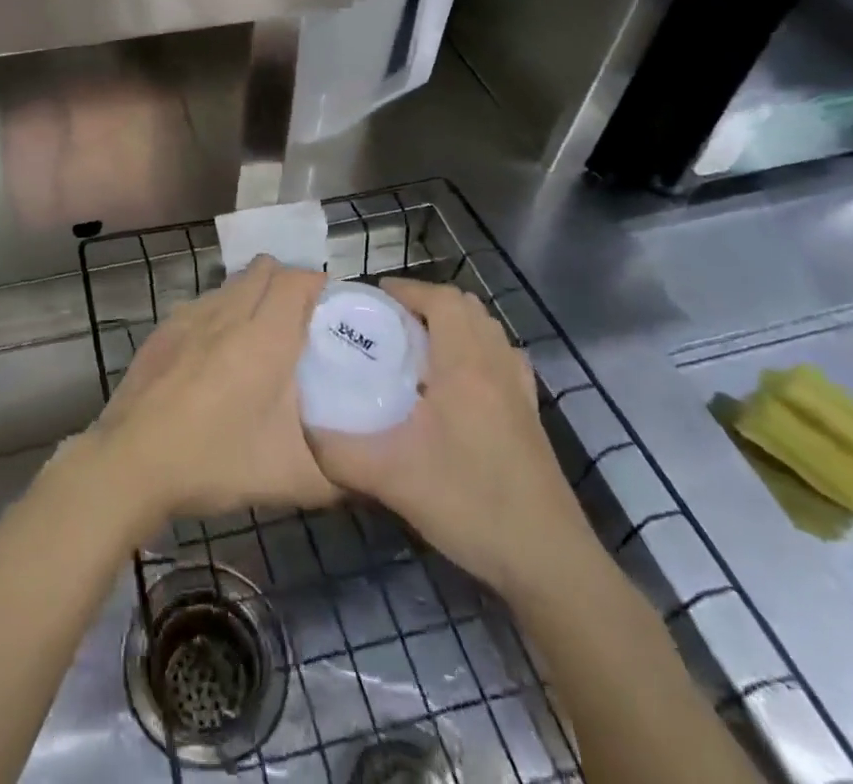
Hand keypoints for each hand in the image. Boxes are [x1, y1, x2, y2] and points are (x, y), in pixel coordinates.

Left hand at [91, 257, 339, 524]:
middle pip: (264, 269)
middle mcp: (227, 313)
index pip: (297, 279)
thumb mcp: (291, 479)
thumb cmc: (215, 461)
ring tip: (260, 338)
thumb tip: (365, 474)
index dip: (318, 285)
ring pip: (231, 284)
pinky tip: (217, 355)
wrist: (131, 462)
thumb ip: (338, 474)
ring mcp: (189, 316)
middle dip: (288, 283)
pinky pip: (202, 303)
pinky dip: (220, 314)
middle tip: (301, 322)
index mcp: (265, 337)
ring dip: (252, 295)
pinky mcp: (163, 329)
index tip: (332, 310)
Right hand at [308, 278, 600, 602]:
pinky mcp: (531, 416)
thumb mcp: (390, 479)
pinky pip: (504, 358)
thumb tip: (303, 428)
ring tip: (420, 346)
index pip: (441, 300)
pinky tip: (459, 382)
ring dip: (455, 323)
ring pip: (489, 330)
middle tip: (391, 322)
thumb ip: (338, 451)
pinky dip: (479, 350)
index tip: (374, 298)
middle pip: (467, 307)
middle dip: (427, 302)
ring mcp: (520, 391)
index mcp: (465, 366)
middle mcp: (497, 366)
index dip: (407, 289)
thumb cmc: (470, 504)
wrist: (548, 562)